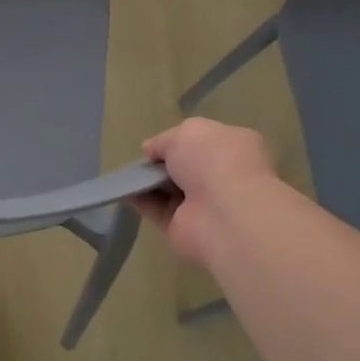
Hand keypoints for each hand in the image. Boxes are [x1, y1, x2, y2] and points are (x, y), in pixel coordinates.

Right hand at [133, 118, 280, 267]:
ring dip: (149, 182)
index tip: (158, 144)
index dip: (181, 140)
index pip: (205, 142)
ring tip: (126, 175)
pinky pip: (159, 211)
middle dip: (164, 163)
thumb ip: (164, 140)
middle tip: (142, 160)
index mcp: (234, 147)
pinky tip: (124, 192)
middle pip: (186, 167)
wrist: (223, 212)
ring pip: (171, 190)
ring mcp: (206, 204)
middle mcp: (223, 176)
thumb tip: (150, 150)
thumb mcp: (186, 132)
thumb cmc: (213, 160)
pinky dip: (141, 202)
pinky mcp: (186, 228)